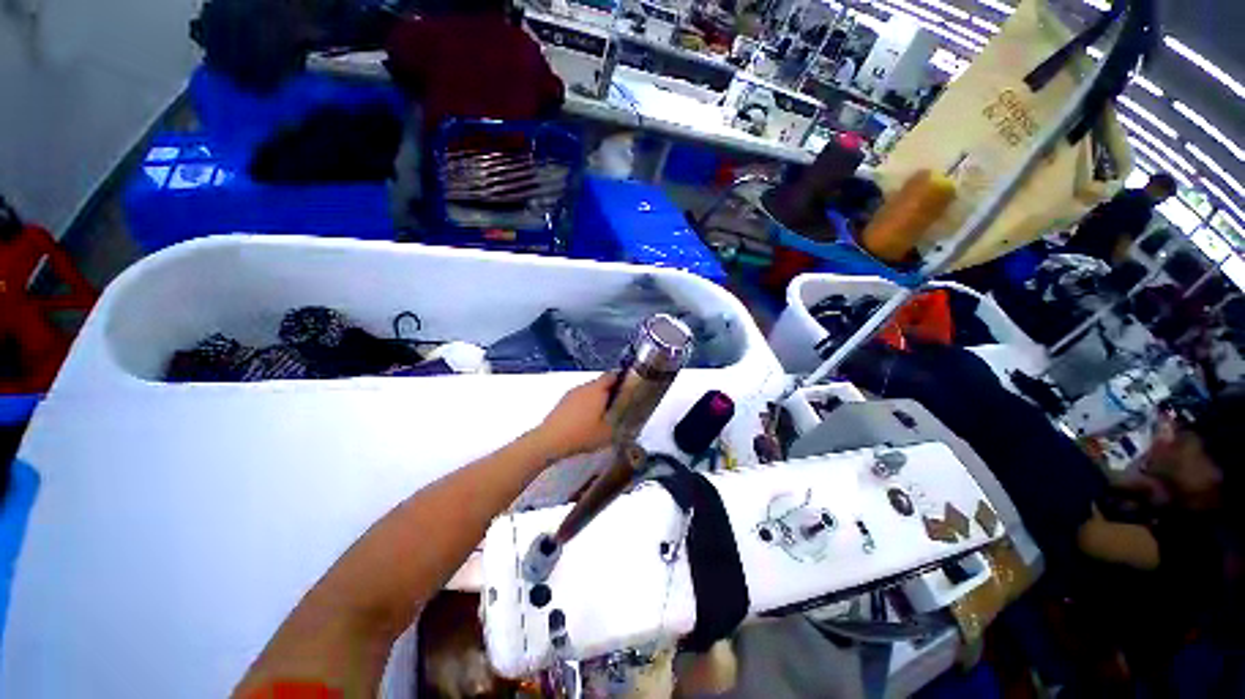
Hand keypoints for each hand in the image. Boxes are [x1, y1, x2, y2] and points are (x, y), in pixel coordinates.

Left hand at [534, 373, 616, 461]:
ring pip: (588, 391)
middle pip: (600, 383)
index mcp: (597, 389)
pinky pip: (578, 399)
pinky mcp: (562, 402)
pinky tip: (586, 420)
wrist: (550, 440)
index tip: (628, 388)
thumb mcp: (607, 433)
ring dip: (596, 399)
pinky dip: (584, 405)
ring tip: (601, 415)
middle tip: (616, 406)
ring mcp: (571, 394)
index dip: (621, 379)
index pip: (612, 375)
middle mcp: (584, 387)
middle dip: (609, 392)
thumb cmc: (582, 434)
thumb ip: (618, 424)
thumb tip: (624, 420)